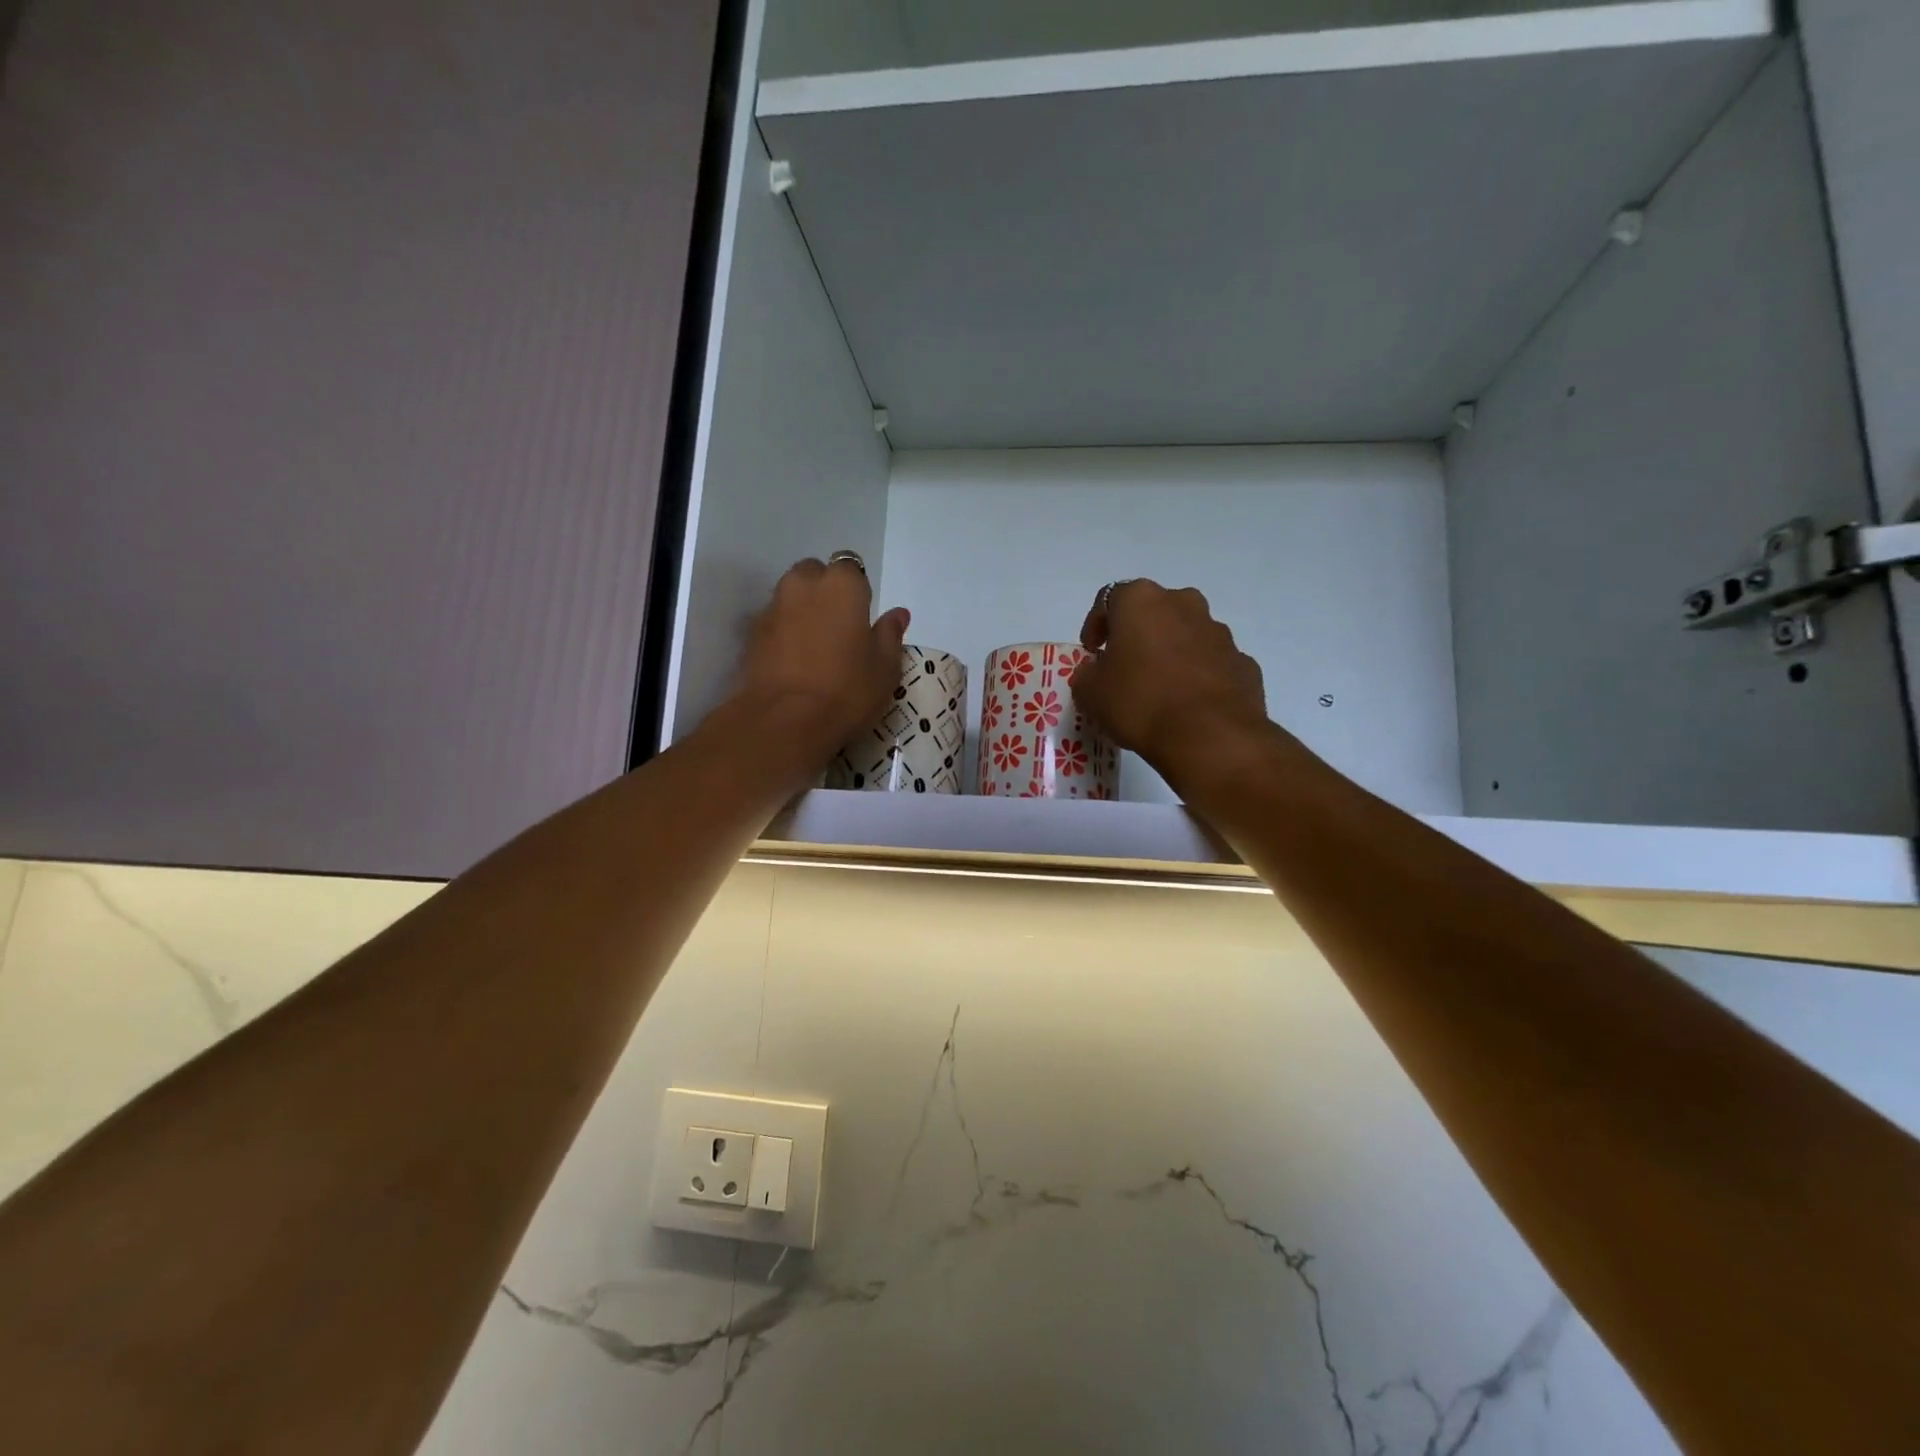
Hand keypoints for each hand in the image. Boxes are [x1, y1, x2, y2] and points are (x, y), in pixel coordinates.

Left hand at [730, 557, 909, 768]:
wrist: (785, 721)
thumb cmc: (847, 689)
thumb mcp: (885, 667)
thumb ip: (890, 634)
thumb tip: (897, 614)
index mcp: (842, 584)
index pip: (852, 568)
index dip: (857, 591)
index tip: (862, 618)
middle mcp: (803, 584)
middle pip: (815, 574)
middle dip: (824, 591)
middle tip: (838, 627)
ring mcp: (773, 607)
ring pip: (790, 596)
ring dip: (802, 610)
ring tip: (815, 646)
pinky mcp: (751, 634)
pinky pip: (774, 622)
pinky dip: (783, 632)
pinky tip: (794, 661)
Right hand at [1069, 580, 1268, 781]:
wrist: (1210, 736)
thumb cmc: (1140, 702)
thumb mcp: (1091, 693)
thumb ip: (1087, 675)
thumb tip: (1096, 672)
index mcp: (1142, 601)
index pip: (1109, 599)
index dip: (1096, 625)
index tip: (1092, 652)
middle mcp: (1184, 604)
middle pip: (1153, 612)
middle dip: (1138, 635)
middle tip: (1124, 667)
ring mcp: (1219, 632)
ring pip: (1186, 635)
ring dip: (1170, 653)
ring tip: (1158, 690)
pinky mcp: (1243, 662)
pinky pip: (1211, 663)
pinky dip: (1198, 676)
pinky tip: (1188, 706)